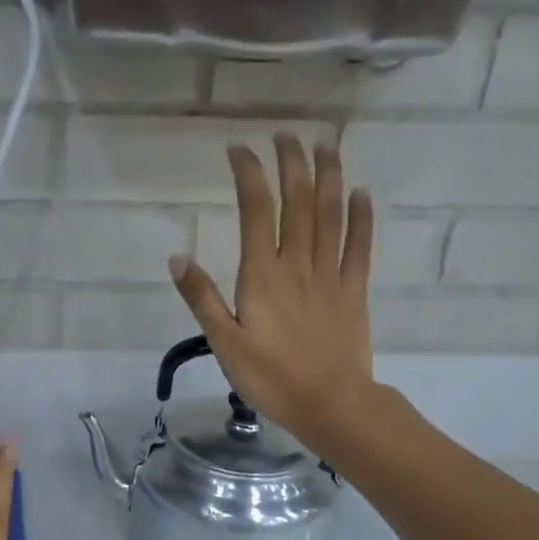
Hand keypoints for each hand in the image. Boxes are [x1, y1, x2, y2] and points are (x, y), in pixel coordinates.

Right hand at [168, 133, 375, 444]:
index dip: (249, 173)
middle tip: (285, 135)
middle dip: (291, 163)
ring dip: (328, 176)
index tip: (239, 148)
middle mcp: (298, 264)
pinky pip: (359, 247)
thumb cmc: (271, 378)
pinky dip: (361, 217)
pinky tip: (360, 193)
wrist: (331, 404)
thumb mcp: (224, 343)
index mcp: (263, 275)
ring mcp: (330, 276)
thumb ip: (202, 298)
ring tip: (325, 146)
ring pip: (331, 215)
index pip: (256, 210)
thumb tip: (178, 257)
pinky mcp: (353, 292)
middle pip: (298, 202)